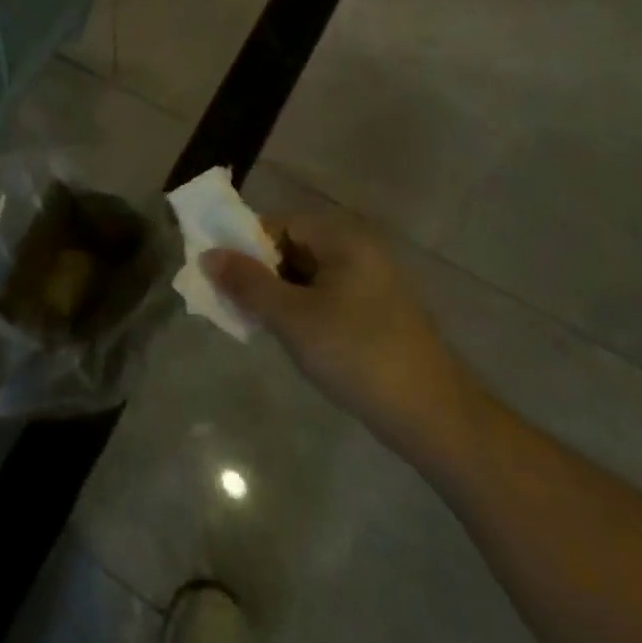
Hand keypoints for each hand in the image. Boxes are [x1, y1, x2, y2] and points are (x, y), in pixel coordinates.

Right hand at [202, 208, 474, 451]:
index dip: (246, 245)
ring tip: (258, 324)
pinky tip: (291, 339)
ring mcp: (371, 285)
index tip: (222, 275)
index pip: (280, 224)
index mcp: (343, 240)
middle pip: (292, 248)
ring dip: (278, 295)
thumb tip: (208, 255)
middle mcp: (359, 252)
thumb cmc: (356, 355)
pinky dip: (301, 311)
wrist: (433, 419)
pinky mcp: (376, 315)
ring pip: (307, 276)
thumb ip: (247, 283)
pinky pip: (325, 298)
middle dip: (259, 273)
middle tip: (235, 303)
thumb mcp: (291, 317)